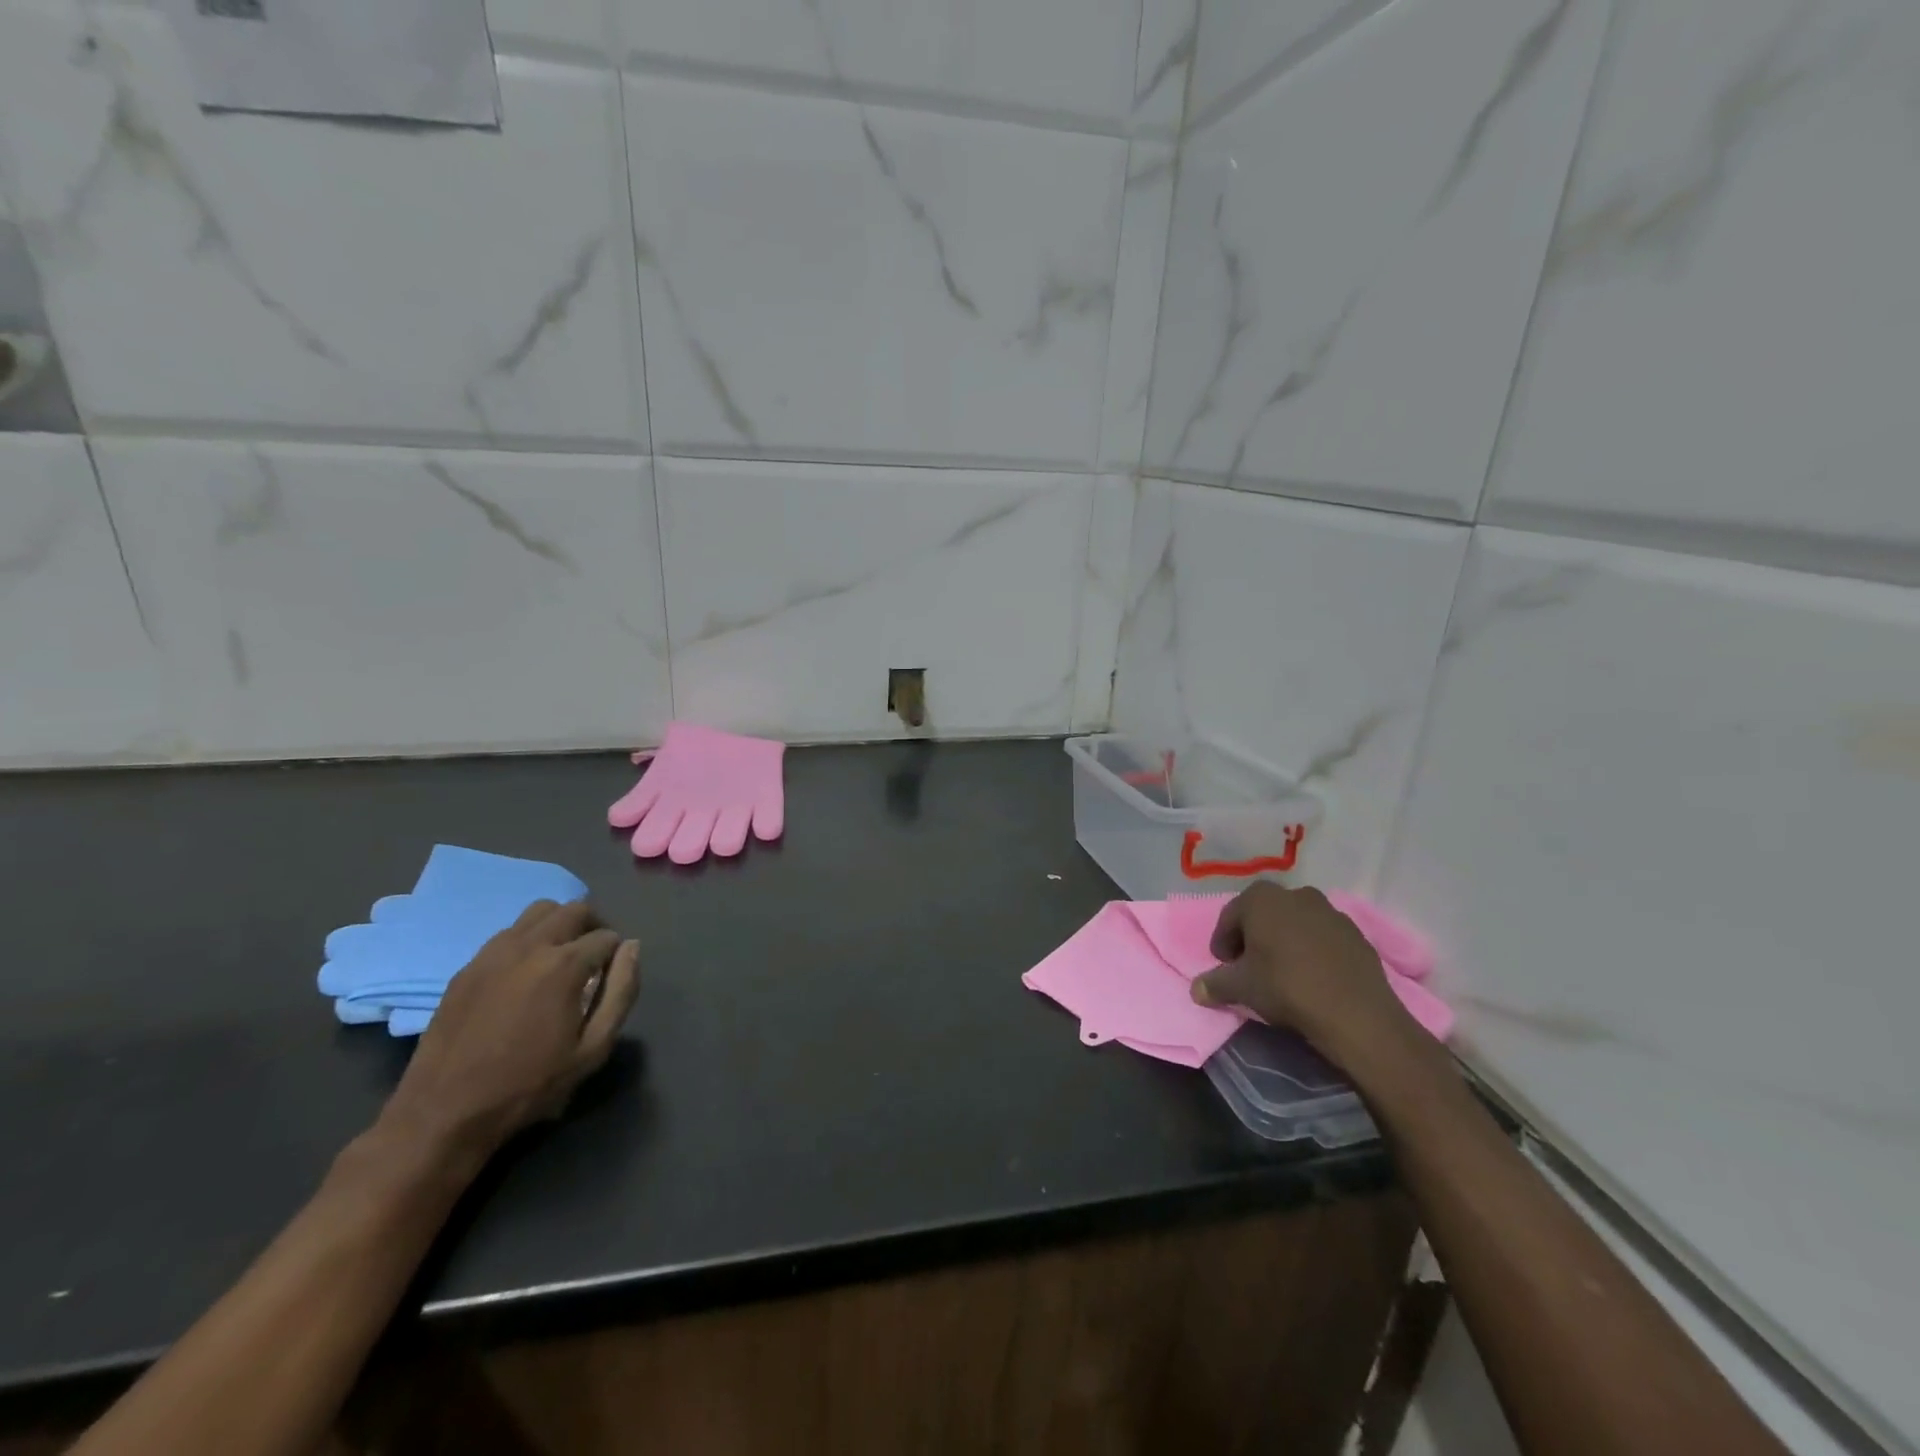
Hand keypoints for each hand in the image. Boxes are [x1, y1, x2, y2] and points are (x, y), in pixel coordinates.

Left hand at [376, 900, 639, 1167]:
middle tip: (595, 957)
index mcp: (564, 965)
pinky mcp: (468, 967)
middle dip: (594, 926)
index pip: (607, 937)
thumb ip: (621, 992)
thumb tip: (632, 948)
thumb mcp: (593, 1048)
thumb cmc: (529, 1084)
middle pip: (574, 910)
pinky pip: (508, 934)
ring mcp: (493, 953)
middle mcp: (529, 946)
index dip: (617, 955)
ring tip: (562, 957)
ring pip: (538, 912)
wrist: (444, 1113)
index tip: (611, 978)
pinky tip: (525, 974)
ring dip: (560, 925)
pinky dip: (528, 940)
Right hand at [1191, 882, 1417, 1068]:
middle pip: (1263, 915)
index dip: (1222, 942)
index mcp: (1261, 898)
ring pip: (1294, 924)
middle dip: (1253, 938)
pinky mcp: (1355, 933)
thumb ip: (1214, 984)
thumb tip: (1196, 989)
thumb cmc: (1286, 987)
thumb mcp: (1241, 988)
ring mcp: (1329, 911)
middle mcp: (1295, 894)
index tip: (1224, 966)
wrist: (1356, 1012)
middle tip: (1250, 967)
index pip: (1230, 917)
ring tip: (1282, 973)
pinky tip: (1312, 977)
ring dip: (1284, 942)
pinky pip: (1322, 938)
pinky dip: (1312, 951)